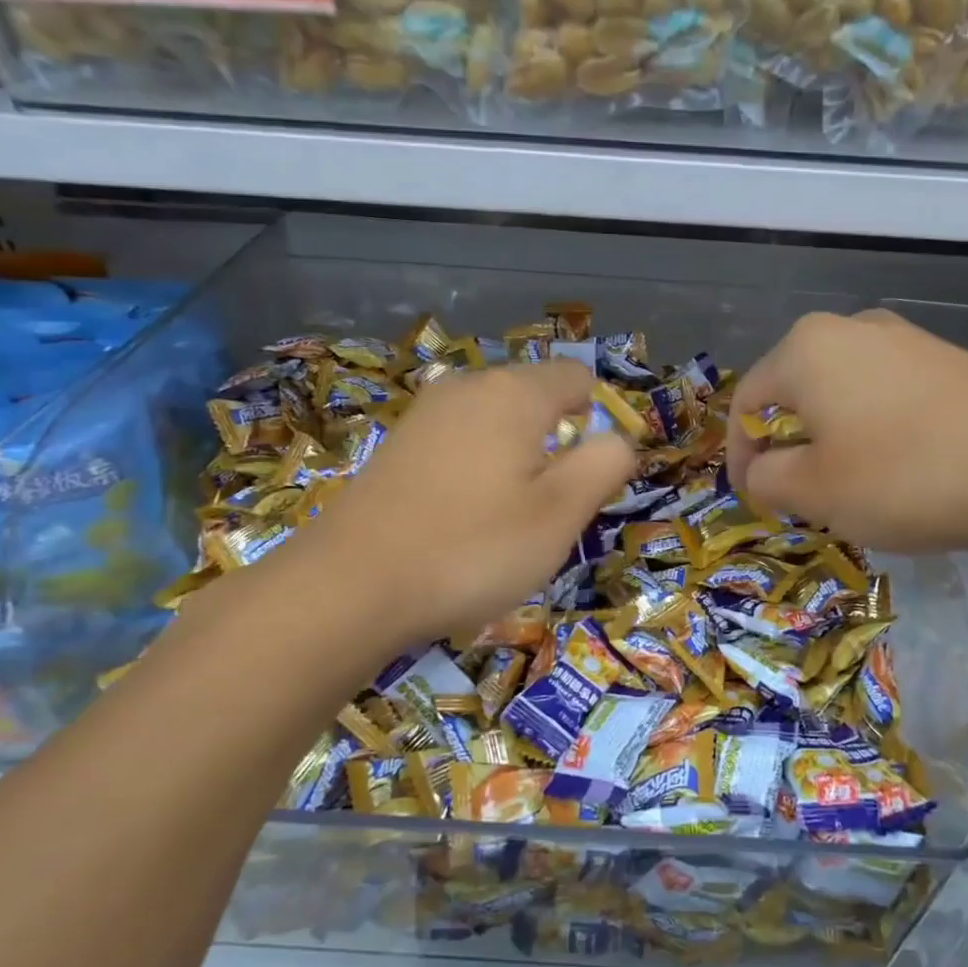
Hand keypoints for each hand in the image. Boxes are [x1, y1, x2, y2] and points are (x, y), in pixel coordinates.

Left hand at [274, 361, 634, 648]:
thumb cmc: (472, 549)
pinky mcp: (397, 445)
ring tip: (502, 521)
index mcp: (514, 392)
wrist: (349, 588)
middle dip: (554, 446)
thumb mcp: (560, 513)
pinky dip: (476, 472)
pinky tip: (460, 520)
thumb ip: (604, 464)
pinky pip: (460, 443)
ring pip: (497, 425)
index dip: (596, 422)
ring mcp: (426, 414)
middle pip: (536, 400)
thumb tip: (618, 439)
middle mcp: (468, 387)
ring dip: (516, 463)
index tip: (584, 480)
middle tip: (546, 512)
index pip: (577, 378)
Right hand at [725, 309, 967, 554]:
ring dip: (831, 441)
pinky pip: (885, 395)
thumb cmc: (903, 477)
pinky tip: (900, 469)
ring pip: (841, 394)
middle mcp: (850, 328)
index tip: (753, 500)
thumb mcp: (813, 492)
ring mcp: (905, 339)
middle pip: (795, 393)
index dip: (740, 455)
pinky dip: (873, 431)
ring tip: (849, 487)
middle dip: (789, 447)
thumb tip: (759, 471)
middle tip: (800, 496)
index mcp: (805, 348)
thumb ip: (765, 480)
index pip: (747, 402)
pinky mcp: (946, 359)